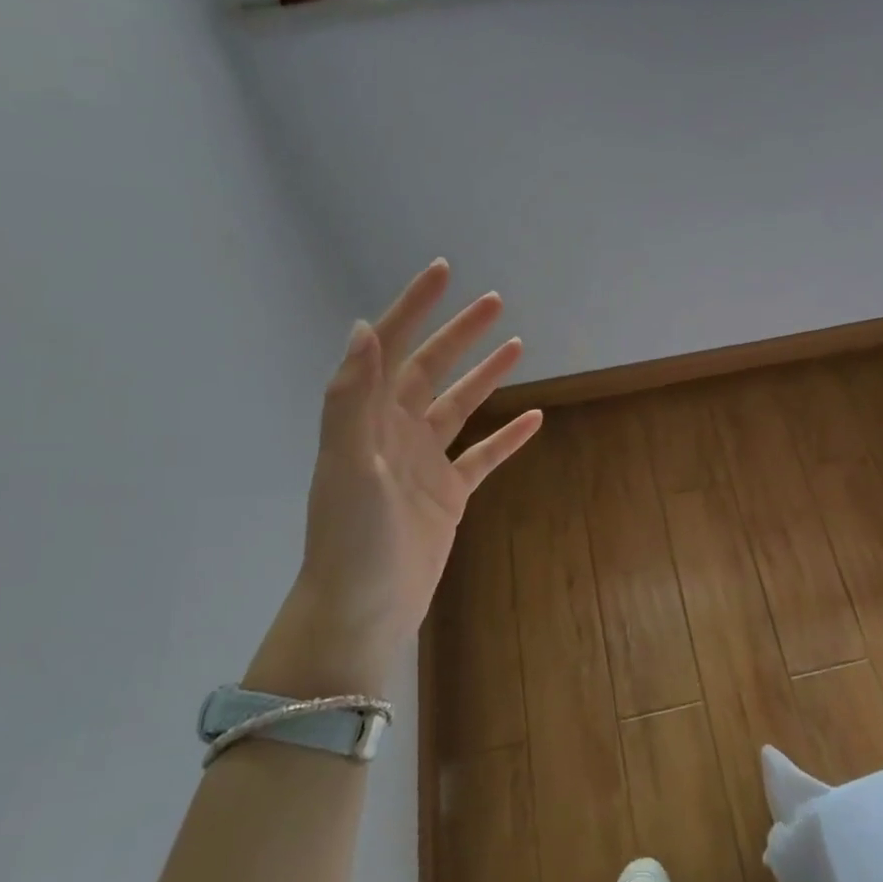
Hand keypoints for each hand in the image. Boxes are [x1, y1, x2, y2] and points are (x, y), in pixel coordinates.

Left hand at [247, 260, 541, 698]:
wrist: (363, 609)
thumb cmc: (352, 537)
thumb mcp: (348, 463)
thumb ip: (353, 397)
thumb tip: (365, 328)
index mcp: (368, 418)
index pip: (391, 348)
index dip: (414, 307)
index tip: (444, 272)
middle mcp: (396, 432)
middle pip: (431, 369)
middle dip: (460, 333)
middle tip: (495, 302)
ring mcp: (425, 463)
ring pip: (460, 406)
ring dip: (486, 375)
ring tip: (517, 345)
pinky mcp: (449, 494)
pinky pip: (483, 456)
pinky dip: (507, 436)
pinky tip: (534, 418)